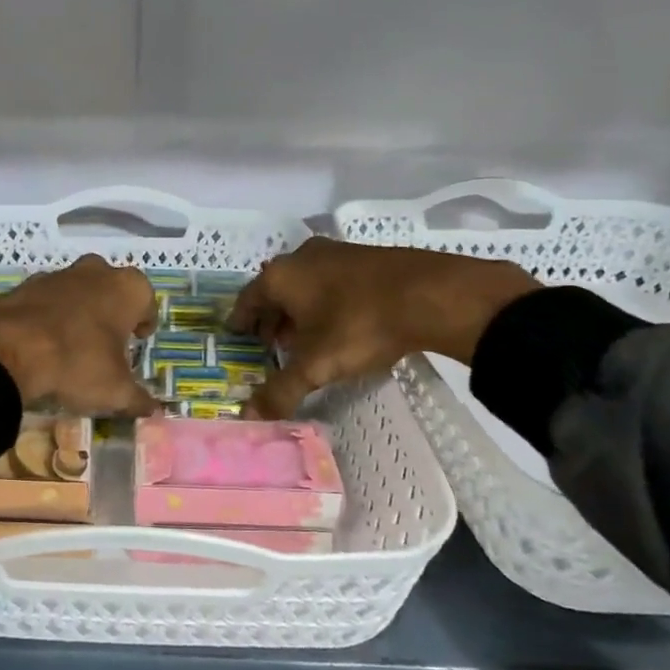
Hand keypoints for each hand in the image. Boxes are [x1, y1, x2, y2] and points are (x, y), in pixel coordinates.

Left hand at [0, 255, 159, 414]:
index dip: (144, 324)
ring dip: (79, 311)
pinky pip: (46, 301)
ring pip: (77, 291)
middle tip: (107, 342)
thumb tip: (153, 410)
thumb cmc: (77, 363)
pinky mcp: (24, 286)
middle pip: (111, 289)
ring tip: (73, 345)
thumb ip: (138, 399)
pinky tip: (42, 344)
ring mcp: (56, 275)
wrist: (6, 351)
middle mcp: (95, 271)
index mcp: (127, 288)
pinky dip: (48, 316)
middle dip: (111, 311)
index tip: (138, 342)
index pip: (147, 302)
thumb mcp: (115, 391)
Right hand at [229, 237, 539, 418]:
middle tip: (268, 344)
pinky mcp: (367, 257)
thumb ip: (281, 391)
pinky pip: (331, 281)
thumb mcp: (317, 365)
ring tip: (302, 338)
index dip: (240, 320)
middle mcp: (303, 257)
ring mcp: (337, 253)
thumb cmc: (360, 325)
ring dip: (298, 310)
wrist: (433, 294)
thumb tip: (248, 416)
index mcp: (281, 276)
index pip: (247, 299)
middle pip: (275, 289)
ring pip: (305, 284)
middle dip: (270, 318)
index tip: (235, 335)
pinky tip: (337, 324)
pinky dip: (324, 302)